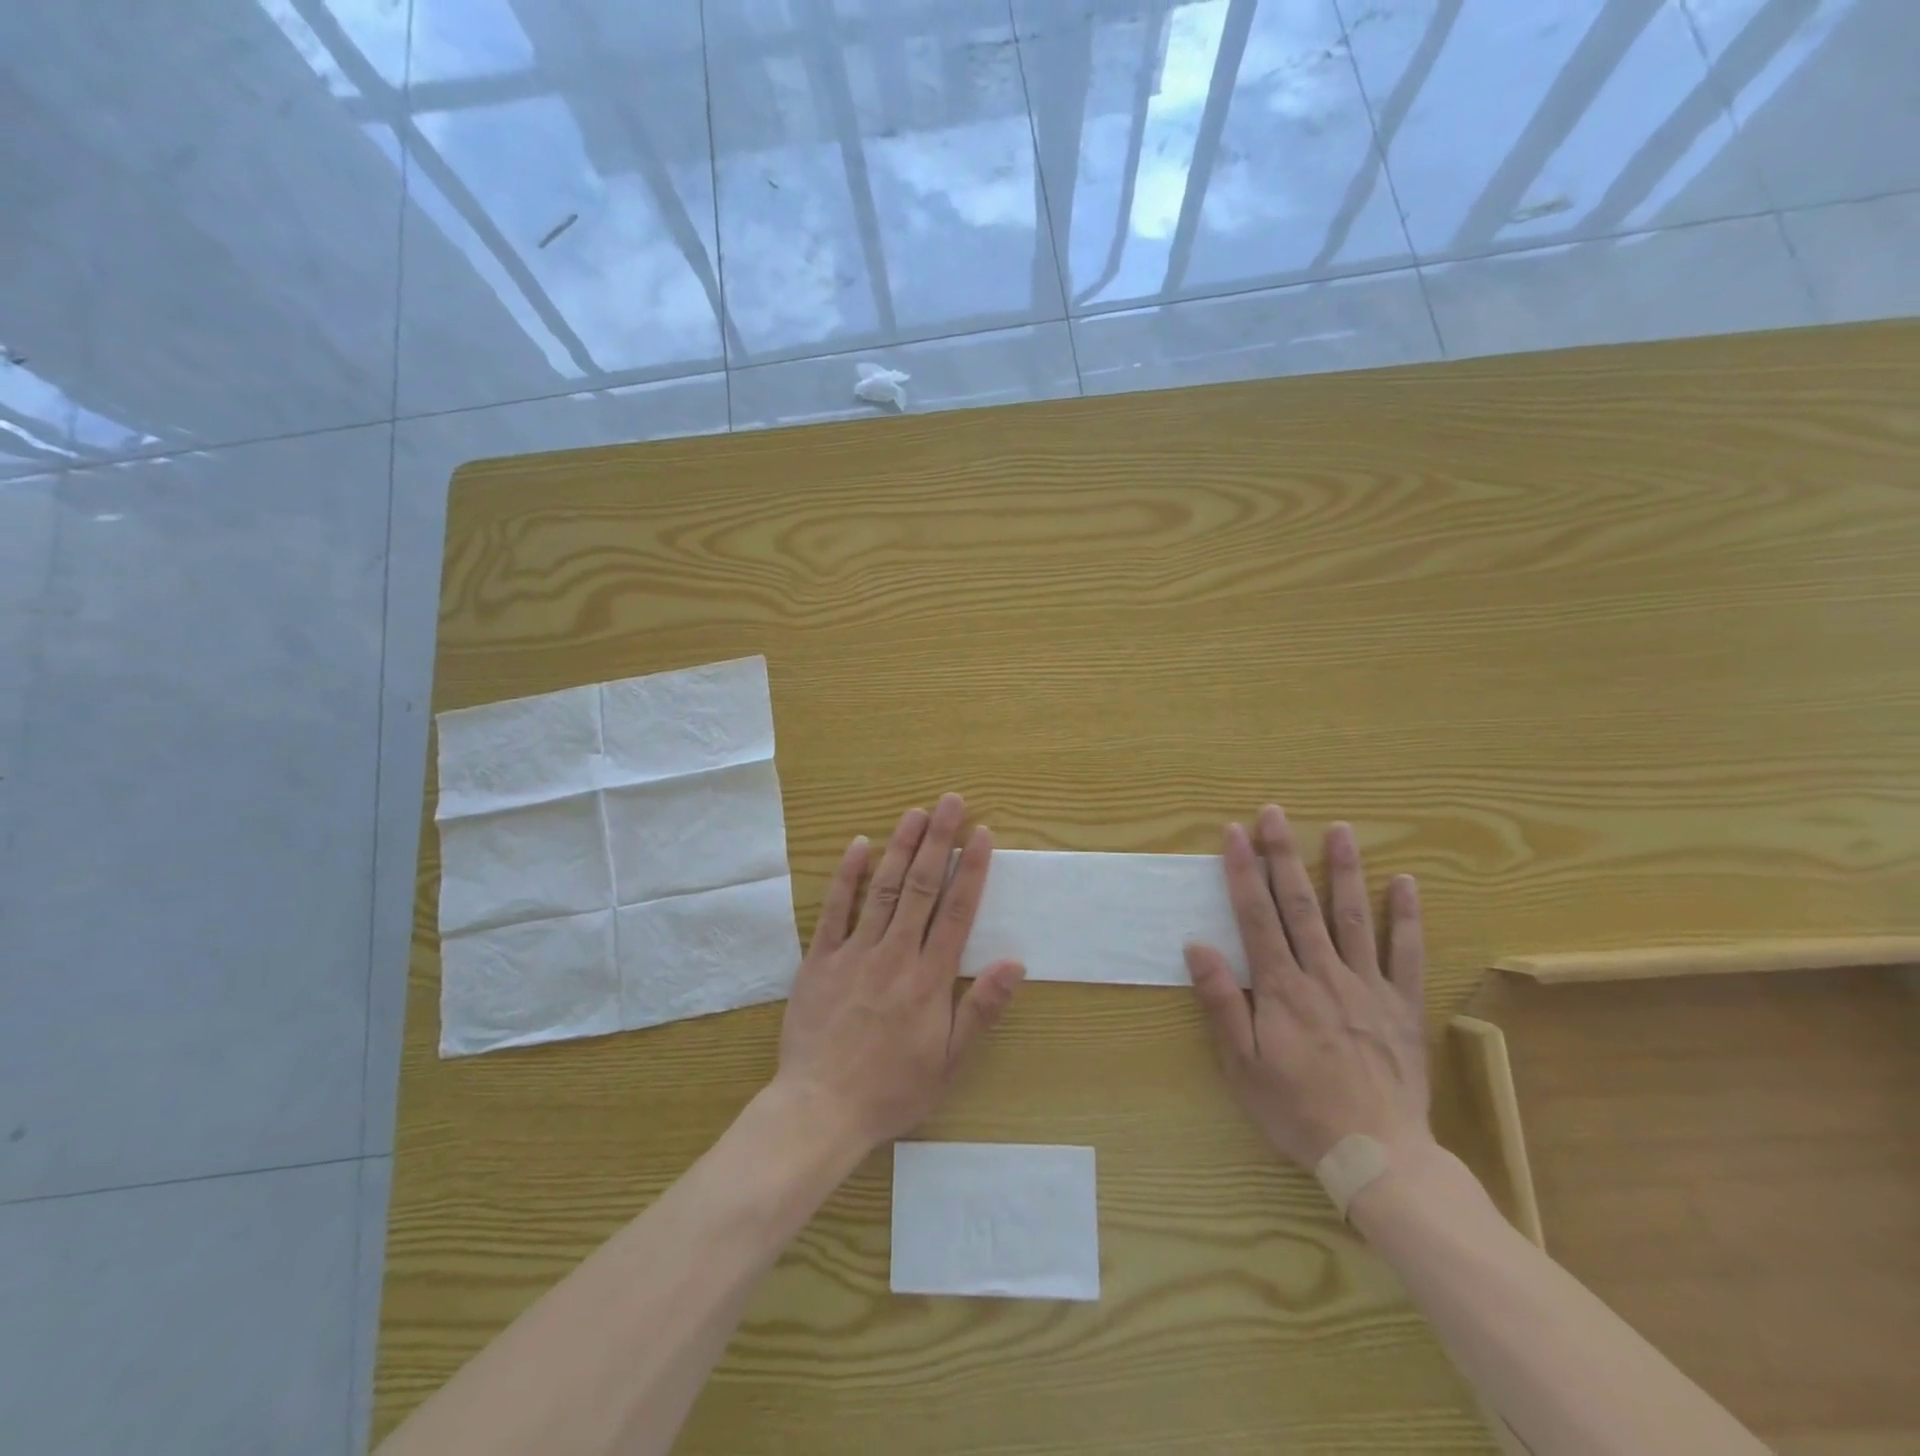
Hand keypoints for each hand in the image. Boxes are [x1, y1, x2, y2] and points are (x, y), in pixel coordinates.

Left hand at [775, 793, 1025, 1151]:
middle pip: (923, 887)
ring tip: (916, 812)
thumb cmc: (893, 1090)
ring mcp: (855, 953)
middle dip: (939, 841)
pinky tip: (857, 846)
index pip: (957, 911)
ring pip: (883, 889)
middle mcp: (895, 954)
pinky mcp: (819, 959)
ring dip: (901, 847)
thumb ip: (981, 1010)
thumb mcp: (950, 1063)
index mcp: (929, 979)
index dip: (972, 869)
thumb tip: (1016, 963)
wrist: (820, 1110)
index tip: (982, 834)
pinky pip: (834, 910)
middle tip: (951, 802)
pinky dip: (847, 876)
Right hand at [1184, 805, 1430, 1169]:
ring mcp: (1368, 986)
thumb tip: (1198, 946)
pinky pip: (1407, 953)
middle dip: (1283, 854)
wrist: (1377, 1155)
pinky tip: (1405, 882)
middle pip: (1300, 904)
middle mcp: (1324, 974)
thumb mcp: (1242, 1065)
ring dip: (1343, 869)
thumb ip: (1222, 1002)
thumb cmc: (1297, 1110)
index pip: (1256, 916)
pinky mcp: (1402, 1004)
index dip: (1243, 872)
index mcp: (1282, 988)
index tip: (1234, 834)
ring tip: (1339, 828)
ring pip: (1352, 916)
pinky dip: (1406, 916)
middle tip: (1274, 814)